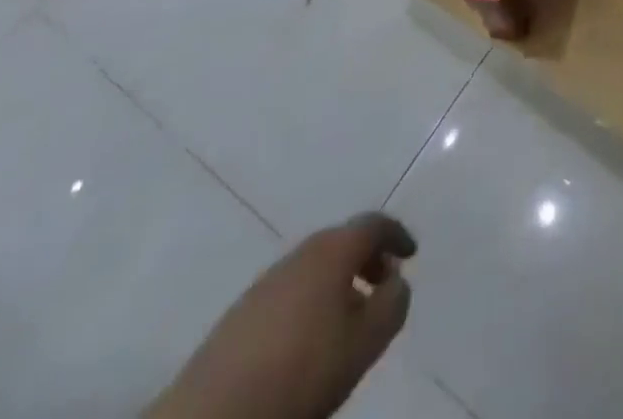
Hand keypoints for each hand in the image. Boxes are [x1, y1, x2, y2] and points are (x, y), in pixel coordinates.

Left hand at [148, 214, 416, 418]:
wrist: (211, 417)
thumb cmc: (301, 372)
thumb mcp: (364, 343)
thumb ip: (392, 305)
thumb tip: (397, 281)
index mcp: (332, 250)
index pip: (373, 224)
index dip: (397, 235)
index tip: (411, 255)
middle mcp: (300, 253)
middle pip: (342, 242)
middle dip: (367, 259)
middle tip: (383, 286)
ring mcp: (266, 282)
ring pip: (314, 268)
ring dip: (338, 283)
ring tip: (349, 321)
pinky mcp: (239, 314)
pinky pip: (290, 292)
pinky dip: (311, 302)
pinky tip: (309, 341)